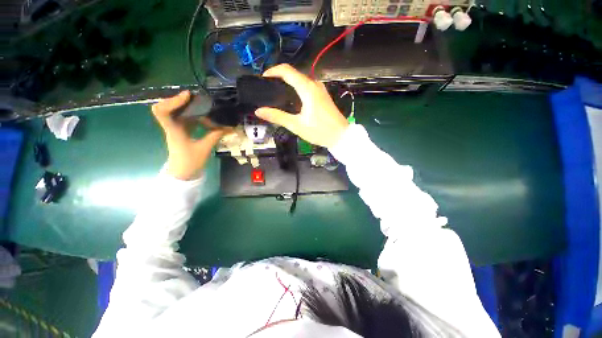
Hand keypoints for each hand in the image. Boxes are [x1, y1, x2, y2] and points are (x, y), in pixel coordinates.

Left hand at [151, 91, 224, 179]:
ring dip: (189, 108)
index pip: (162, 111)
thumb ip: (215, 135)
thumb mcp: (205, 148)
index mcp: (174, 131)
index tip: (188, 95)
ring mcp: (176, 129)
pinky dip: (194, 116)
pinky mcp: (182, 133)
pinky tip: (205, 116)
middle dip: (183, 101)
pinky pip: (185, 120)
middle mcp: (172, 127)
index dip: (173, 100)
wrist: (183, 174)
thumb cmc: (190, 163)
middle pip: (169, 108)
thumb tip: (229, 127)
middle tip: (198, 98)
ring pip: (178, 113)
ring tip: (204, 105)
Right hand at [255, 64, 348, 148]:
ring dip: (288, 84)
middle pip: (293, 74)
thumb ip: (277, 116)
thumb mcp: (296, 125)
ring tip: (277, 96)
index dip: (272, 71)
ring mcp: (320, 89)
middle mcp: (314, 84)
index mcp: (307, 88)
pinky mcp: (323, 95)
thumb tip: (259, 111)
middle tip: (268, 90)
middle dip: (278, 78)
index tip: (263, 80)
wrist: (341, 136)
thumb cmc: (319, 131)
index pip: (286, 70)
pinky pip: (306, 87)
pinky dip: (296, 89)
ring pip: (300, 80)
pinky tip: (292, 101)